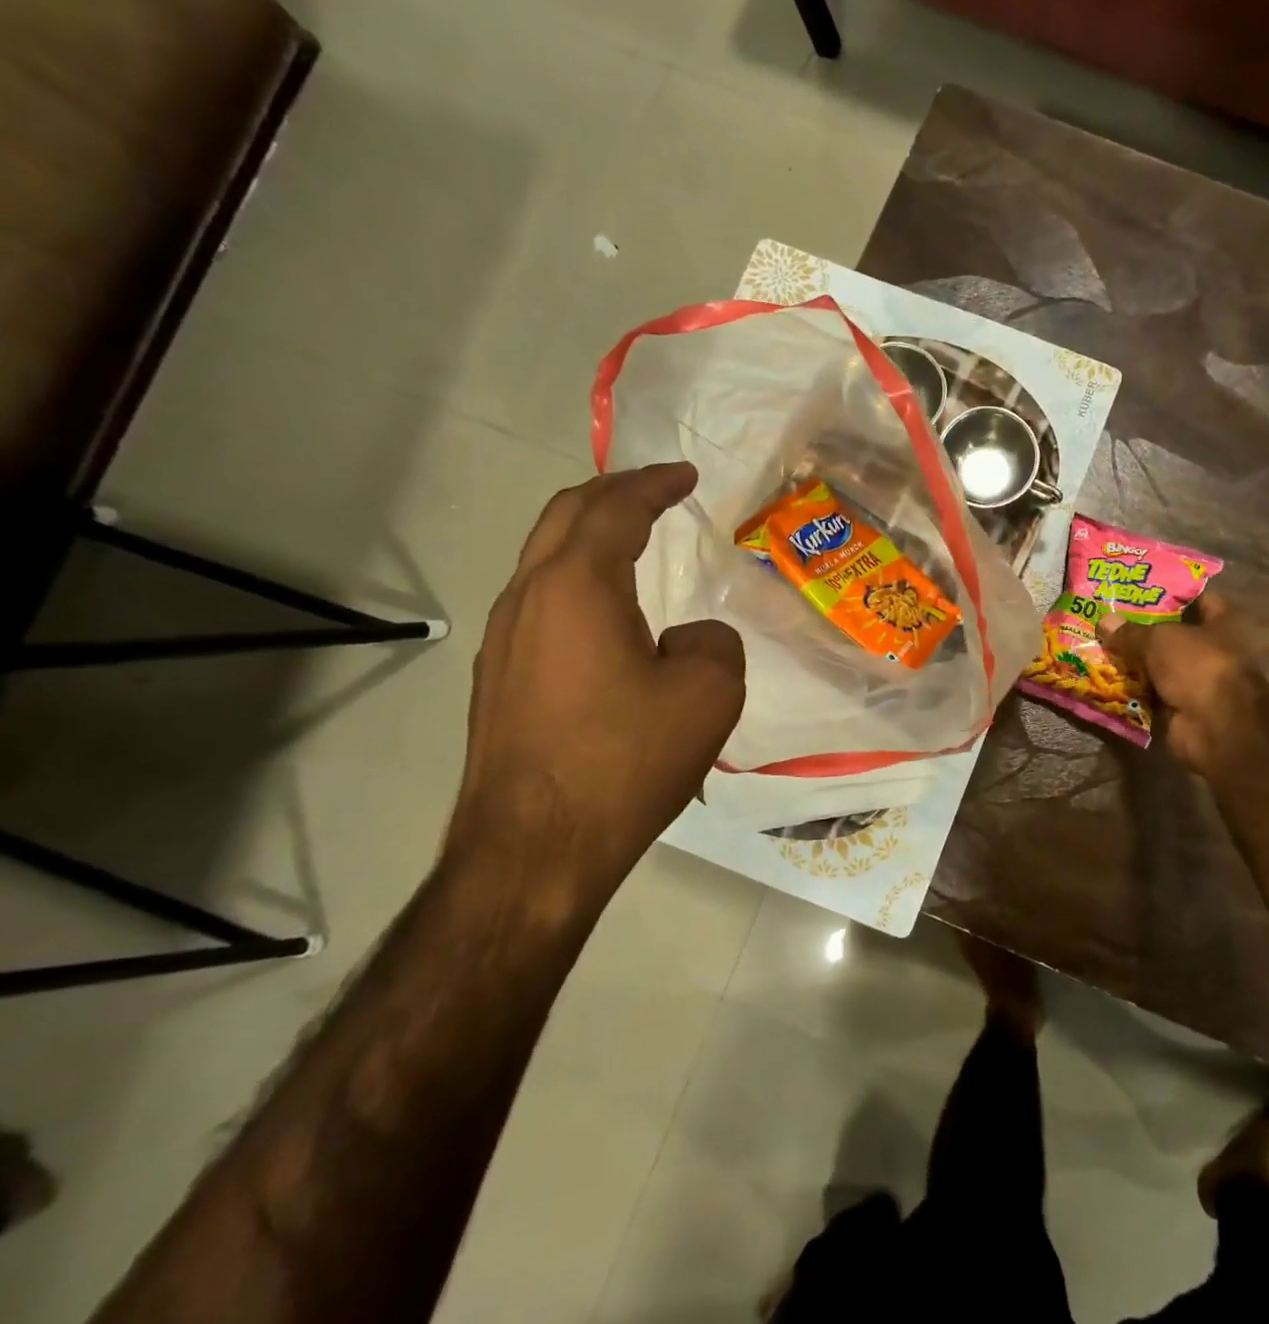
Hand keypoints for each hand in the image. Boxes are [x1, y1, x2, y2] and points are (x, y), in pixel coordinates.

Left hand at [451, 464, 744, 905]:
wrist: (536, 849)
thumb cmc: (627, 760)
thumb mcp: (709, 692)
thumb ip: (713, 641)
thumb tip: (686, 637)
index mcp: (577, 588)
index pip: (615, 510)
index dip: (654, 484)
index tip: (686, 474)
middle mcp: (528, 600)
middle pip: (565, 518)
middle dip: (612, 494)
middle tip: (655, 490)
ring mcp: (503, 642)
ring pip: (545, 561)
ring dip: (589, 537)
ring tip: (631, 540)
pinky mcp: (499, 681)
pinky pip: (541, 605)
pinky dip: (577, 582)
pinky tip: (606, 613)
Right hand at [1098, 596, 1268, 788]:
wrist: (1214, 726)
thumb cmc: (1197, 666)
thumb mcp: (1159, 639)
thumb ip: (1131, 631)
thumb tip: (1104, 621)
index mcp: (1221, 624)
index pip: (1200, 599)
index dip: (1174, 592)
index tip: (1142, 588)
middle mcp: (1211, 651)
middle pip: (1173, 635)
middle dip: (1142, 629)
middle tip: (1109, 617)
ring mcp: (1194, 682)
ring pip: (1158, 666)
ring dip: (1133, 662)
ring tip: (1098, 646)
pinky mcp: (1178, 708)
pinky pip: (1148, 694)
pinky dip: (1130, 690)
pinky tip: (1102, 679)